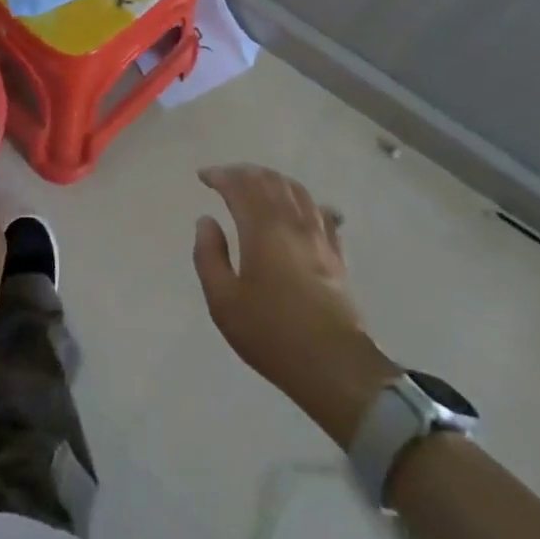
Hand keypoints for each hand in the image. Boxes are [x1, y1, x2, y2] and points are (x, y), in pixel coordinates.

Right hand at [194, 164, 398, 444]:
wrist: (334, 366)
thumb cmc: (271, 333)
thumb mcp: (223, 301)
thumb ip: (209, 255)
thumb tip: (206, 221)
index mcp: (262, 228)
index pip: (240, 186)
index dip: (220, 176)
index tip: (203, 176)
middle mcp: (292, 222)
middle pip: (269, 181)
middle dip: (244, 173)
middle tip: (225, 177)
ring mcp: (319, 236)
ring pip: (297, 191)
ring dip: (272, 180)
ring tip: (257, 184)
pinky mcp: (336, 253)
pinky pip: (320, 211)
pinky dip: (302, 199)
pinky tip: (298, 207)